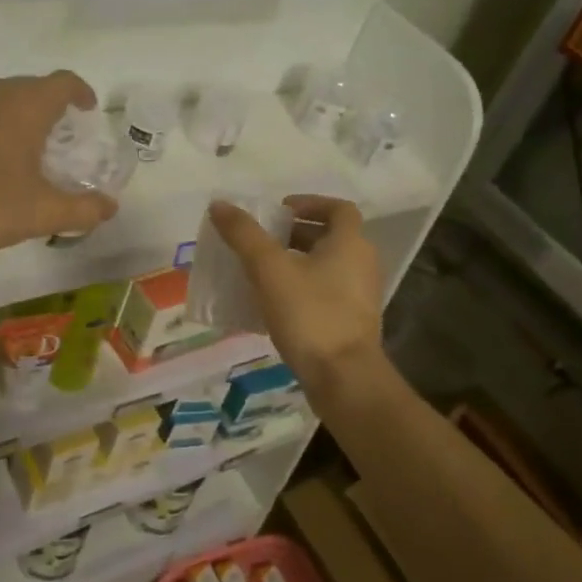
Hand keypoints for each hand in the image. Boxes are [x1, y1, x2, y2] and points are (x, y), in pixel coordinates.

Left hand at [0, 72, 118, 257]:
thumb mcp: (40, 214)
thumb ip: (81, 210)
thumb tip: (110, 207)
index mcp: (25, 106)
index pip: (63, 82)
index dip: (80, 93)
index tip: (86, 111)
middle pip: (28, 88)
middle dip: (45, 109)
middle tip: (51, 143)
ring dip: (8, 117)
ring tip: (9, 152)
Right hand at [207, 194, 382, 392]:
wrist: (344, 378)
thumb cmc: (310, 315)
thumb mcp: (270, 270)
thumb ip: (244, 235)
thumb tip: (219, 205)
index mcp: (350, 243)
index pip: (338, 209)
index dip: (309, 203)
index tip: (279, 211)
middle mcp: (362, 264)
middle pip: (331, 237)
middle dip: (296, 234)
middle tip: (263, 240)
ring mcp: (360, 297)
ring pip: (327, 267)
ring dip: (297, 263)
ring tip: (261, 271)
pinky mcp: (351, 323)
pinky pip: (325, 294)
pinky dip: (301, 289)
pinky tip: (272, 305)